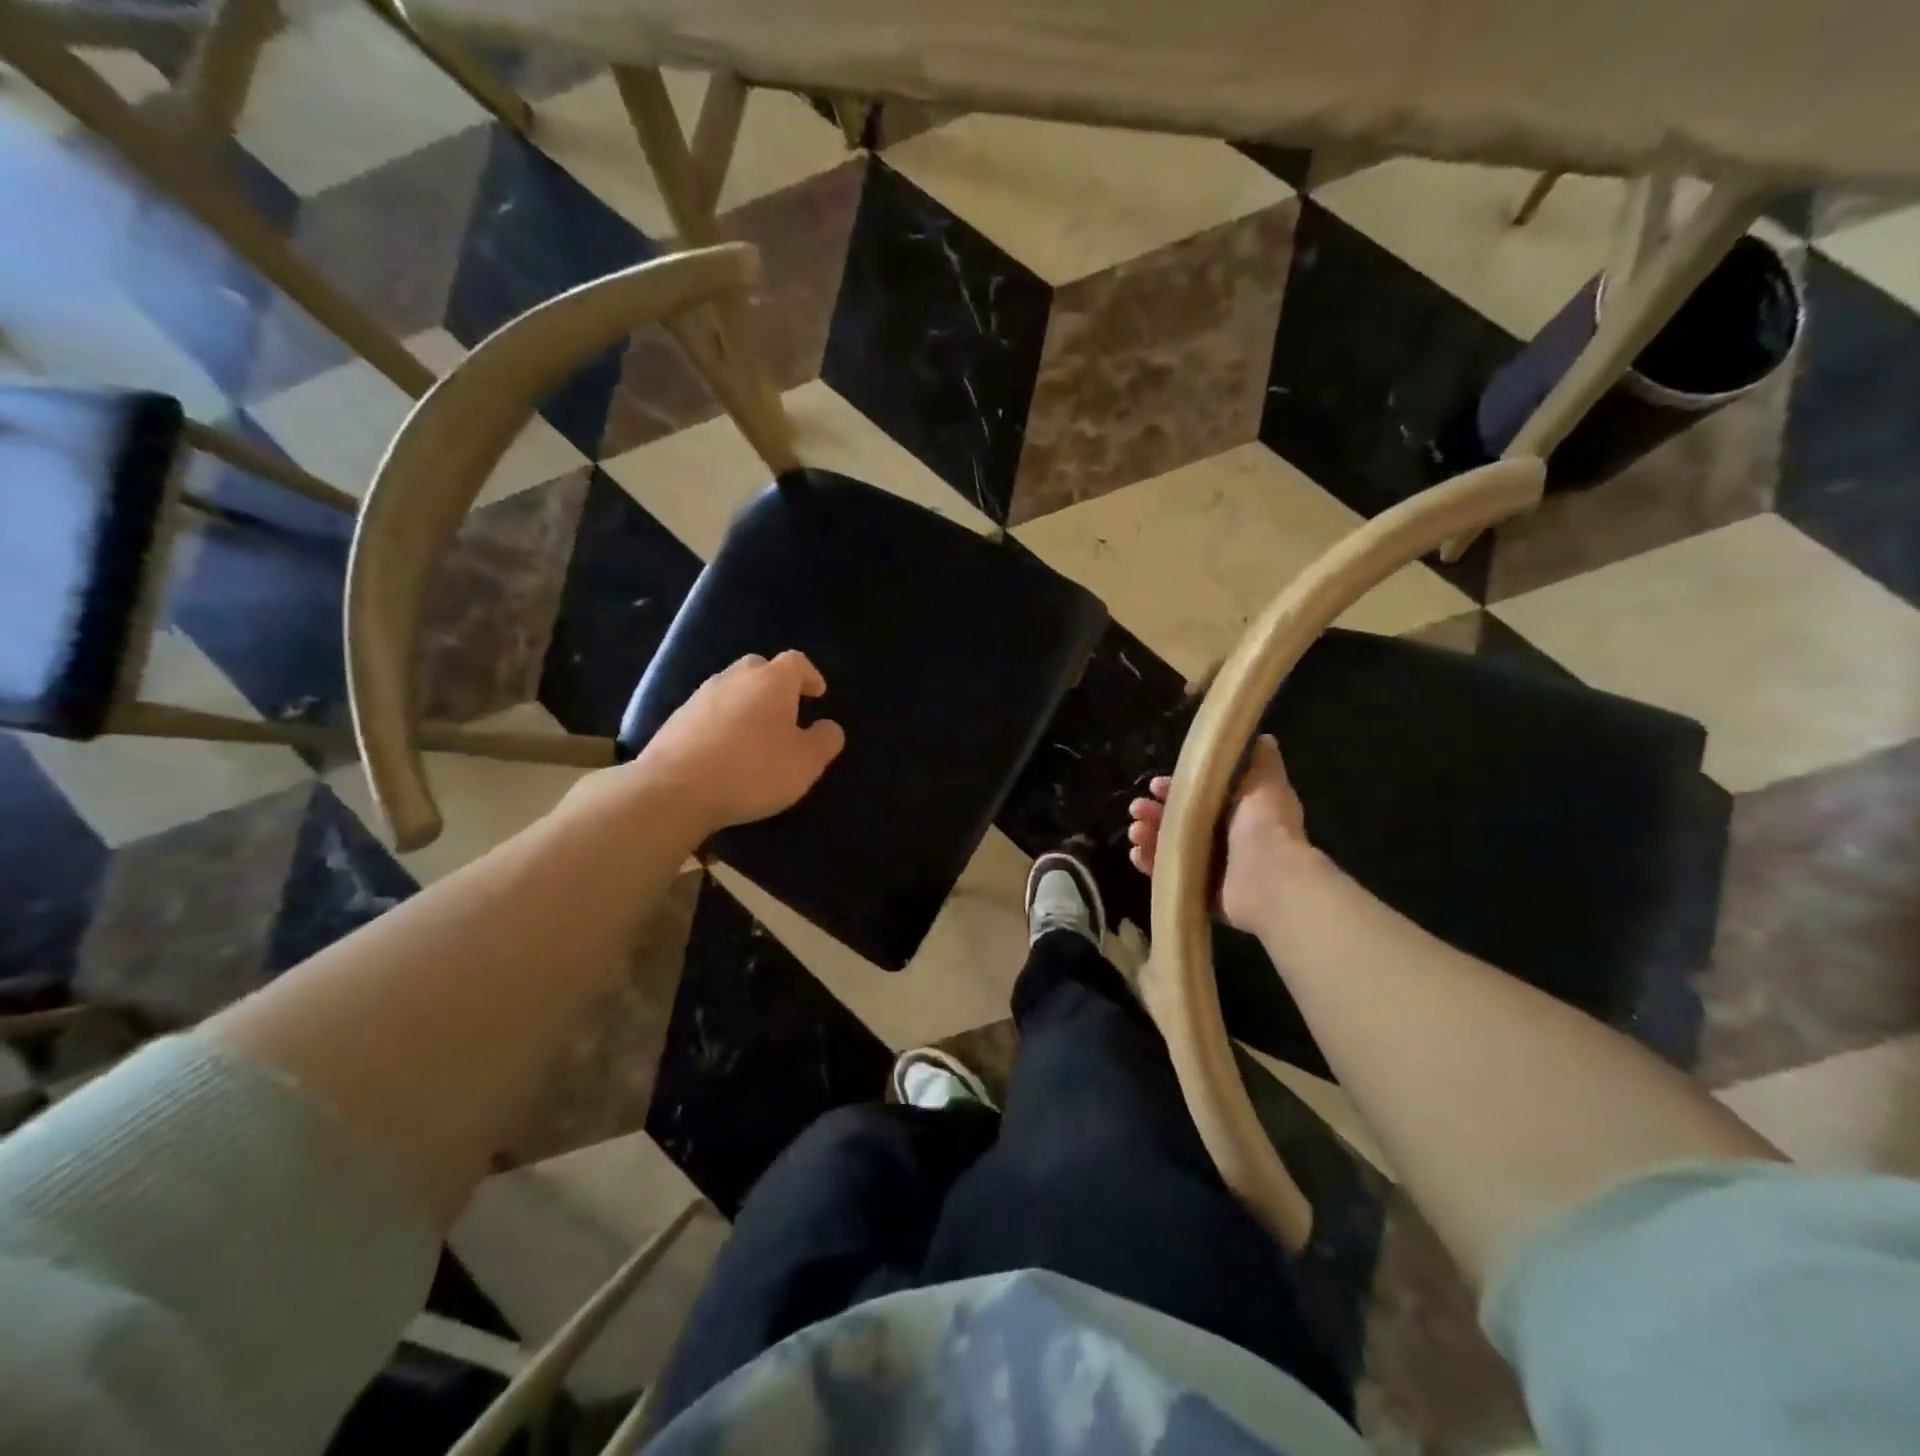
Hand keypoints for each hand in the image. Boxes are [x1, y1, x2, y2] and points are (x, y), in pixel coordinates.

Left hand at [639, 651, 846, 833]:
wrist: (675, 790)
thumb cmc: (753, 771)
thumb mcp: (806, 763)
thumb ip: (825, 740)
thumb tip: (828, 727)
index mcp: (771, 681)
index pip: (796, 662)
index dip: (810, 676)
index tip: (818, 695)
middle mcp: (734, 678)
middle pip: (759, 668)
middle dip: (775, 684)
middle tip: (786, 711)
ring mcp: (700, 697)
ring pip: (731, 689)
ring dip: (747, 704)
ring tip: (756, 734)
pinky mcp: (676, 720)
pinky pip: (709, 712)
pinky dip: (723, 722)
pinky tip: (725, 750)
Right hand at [1127, 734, 1309, 933]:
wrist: (1271, 880)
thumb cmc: (1265, 827)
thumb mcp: (1265, 784)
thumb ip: (1261, 762)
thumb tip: (1262, 738)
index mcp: (1235, 812)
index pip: (1197, 796)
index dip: (1174, 789)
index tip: (1155, 786)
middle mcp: (1222, 838)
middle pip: (1177, 821)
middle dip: (1154, 813)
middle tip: (1137, 809)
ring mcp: (1209, 866)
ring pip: (1168, 846)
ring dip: (1148, 835)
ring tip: (1136, 831)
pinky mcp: (1198, 890)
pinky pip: (1167, 875)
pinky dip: (1150, 864)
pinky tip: (1137, 854)